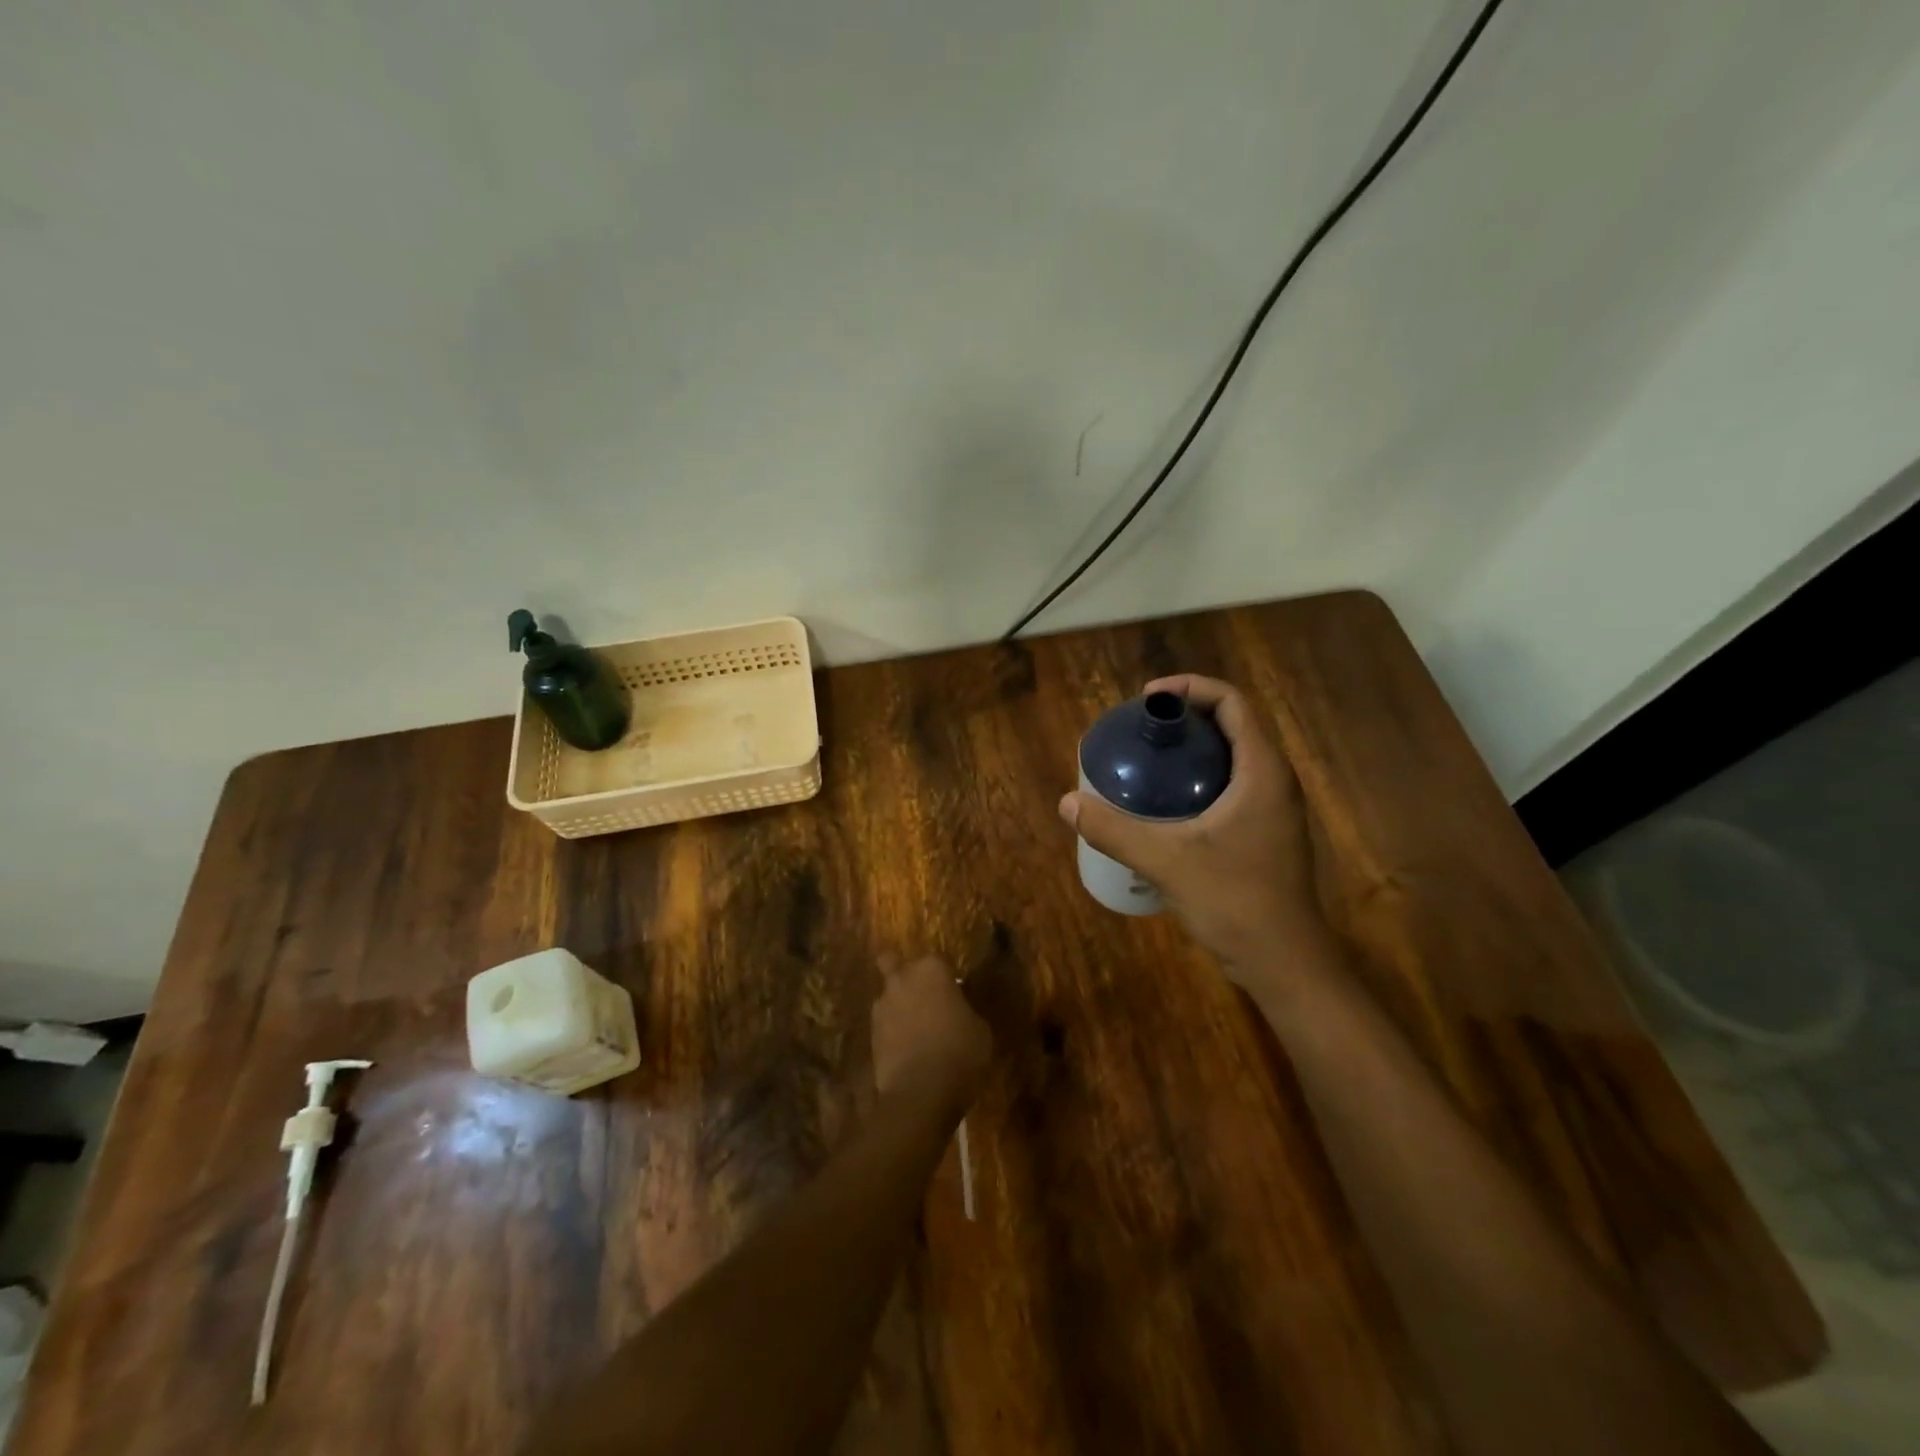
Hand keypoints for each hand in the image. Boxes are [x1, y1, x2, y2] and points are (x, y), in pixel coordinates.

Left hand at [871, 956, 991, 1112]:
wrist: (920, 1090)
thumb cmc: (959, 1051)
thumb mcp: (980, 1029)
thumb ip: (966, 1009)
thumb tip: (959, 1010)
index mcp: (932, 969)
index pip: (937, 961)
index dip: (944, 976)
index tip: (953, 992)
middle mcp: (902, 978)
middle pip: (895, 963)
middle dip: (905, 974)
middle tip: (923, 995)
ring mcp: (882, 1004)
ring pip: (887, 994)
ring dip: (898, 1005)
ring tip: (914, 1028)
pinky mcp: (870, 1032)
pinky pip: (884, 1023)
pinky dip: (892, 1030)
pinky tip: (905, 1047)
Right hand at [1059, 675, 1329, 997]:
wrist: (1285, 964)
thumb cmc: (1236, 902)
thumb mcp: (1168, 862)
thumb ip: (1115, 831)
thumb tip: (1068, 803)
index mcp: (1263, 771)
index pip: (1233, 703)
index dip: (1190, 688)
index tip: (1148, 699)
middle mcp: (1274, 781)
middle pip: (1232, 726)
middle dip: (1185, 717)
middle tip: (1140, 729)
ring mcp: (1273, 810)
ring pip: (1232, 758)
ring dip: (1192, 749)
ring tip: (1147, 759)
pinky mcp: (1264, 833)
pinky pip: (1231, 786)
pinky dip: (1198, 779)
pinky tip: (1165, 804)